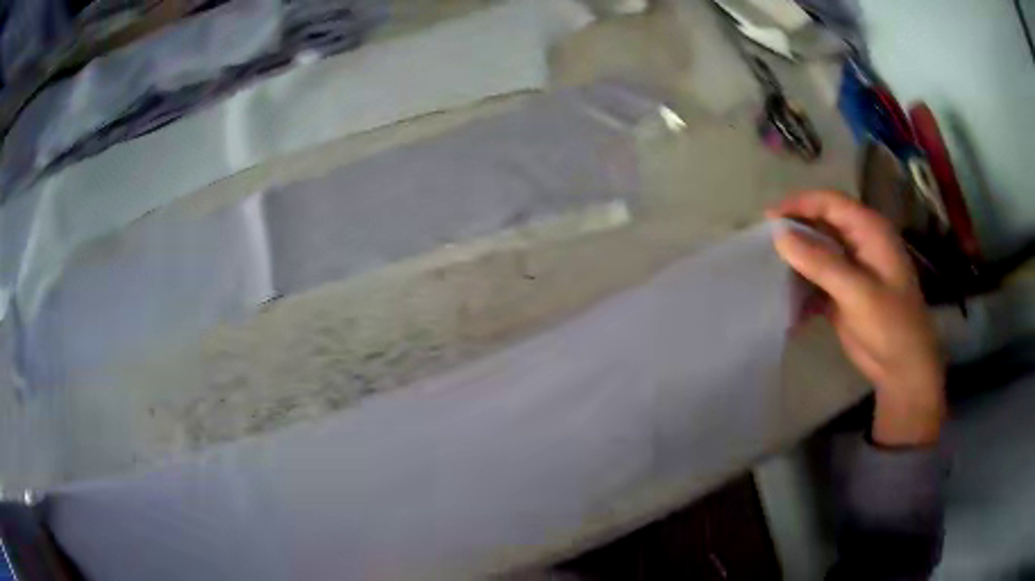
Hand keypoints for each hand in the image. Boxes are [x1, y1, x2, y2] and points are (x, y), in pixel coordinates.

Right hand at [768, 191, 945, 446]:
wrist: (903, 370)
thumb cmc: (890, 325)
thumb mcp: (857, 292)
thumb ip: (820, 263)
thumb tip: (779, 236)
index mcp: (869, 231)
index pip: (830, 203)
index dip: (799, 205)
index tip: (767, 219)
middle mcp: (859, 243)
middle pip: (821, 224)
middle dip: (794, 232)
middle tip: (762, 245)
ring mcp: (851, 269)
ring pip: (817, 252)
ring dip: (795, 260)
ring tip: (767, 271)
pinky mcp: (843, 293)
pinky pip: (817, 280)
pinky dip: (801, 287)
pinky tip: (785, 300)